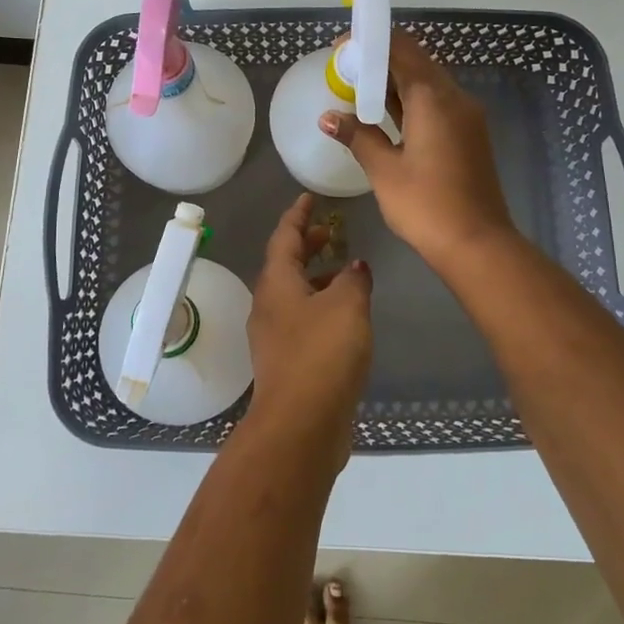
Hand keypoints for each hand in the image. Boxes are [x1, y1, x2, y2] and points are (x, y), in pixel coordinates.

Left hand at [244, 193, 373, 456]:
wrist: (301, 425)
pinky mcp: (287, 362)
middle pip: (286, 265)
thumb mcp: (347, 306)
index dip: (298, 215)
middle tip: (331, 232)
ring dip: (317, 277)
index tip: (309, 198)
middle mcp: (269, 305)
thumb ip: (353, 279)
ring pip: (295, 294)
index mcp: (276, 283)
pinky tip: (346, 316)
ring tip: (346, 271)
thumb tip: (354, 267)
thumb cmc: (322, 354)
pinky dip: (322, 306)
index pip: (284, 237)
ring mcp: (275, 336)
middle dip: (307, 245)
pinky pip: (303, 319)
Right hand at [321, 30, 515, 273]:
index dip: (370, 44)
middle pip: (416, 61)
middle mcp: (454, 98)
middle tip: (345, 71)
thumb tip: (328, 117)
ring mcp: (466, 116)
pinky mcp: (469, 134)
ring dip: (395, 81)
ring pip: (427, 83)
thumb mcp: (384, 170)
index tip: (340, 51)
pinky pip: (436, 103)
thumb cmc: (426, 205)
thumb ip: (357, 136)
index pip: (400, 49)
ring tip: (358, 90)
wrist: (478, 244)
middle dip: (380, 60)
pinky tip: (386, 114)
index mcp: (433, 98)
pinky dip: (410, 100)